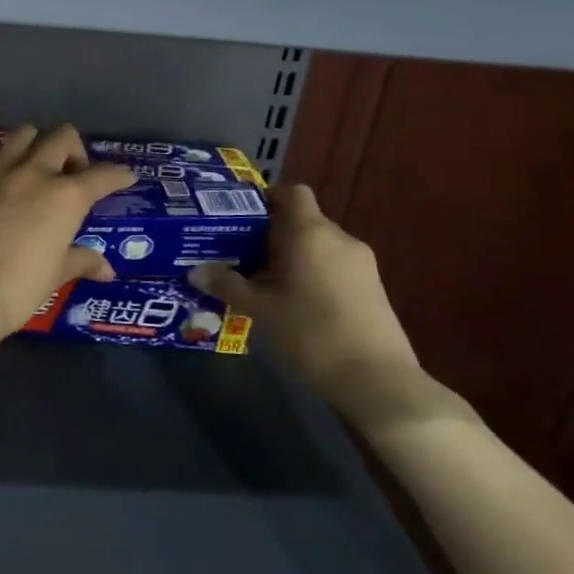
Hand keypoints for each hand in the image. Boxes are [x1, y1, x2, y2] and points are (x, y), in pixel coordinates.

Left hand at [0, 123, 135, 347]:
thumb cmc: (19, 288)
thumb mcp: (56, 275)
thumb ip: (82, 261)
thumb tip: (106, 269)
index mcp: (66, 197)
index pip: (103, 175)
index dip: (119, 175)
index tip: (125, 178)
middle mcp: (34, 174)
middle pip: (62, 137)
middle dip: (75, 150)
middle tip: (73, 175)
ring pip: (22, 135)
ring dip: (36, 143)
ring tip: (36, 166)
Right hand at [191, 184, 432, 427]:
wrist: (376, 380)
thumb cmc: (310, 333)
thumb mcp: (259, 310)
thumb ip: (227, 285)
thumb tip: (196, 271)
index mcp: (310, 232)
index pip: (290, 193)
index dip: (266, 198)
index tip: (241, 218)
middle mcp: (339, 238)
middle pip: (302, 220)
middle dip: (272, 235)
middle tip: (242, 256)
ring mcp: (362, 263)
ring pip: (319, 246)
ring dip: (294, 257)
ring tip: (266, 283)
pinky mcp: (373, 288)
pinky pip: (335, 266)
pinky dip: (314, 274)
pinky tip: (296, 304)